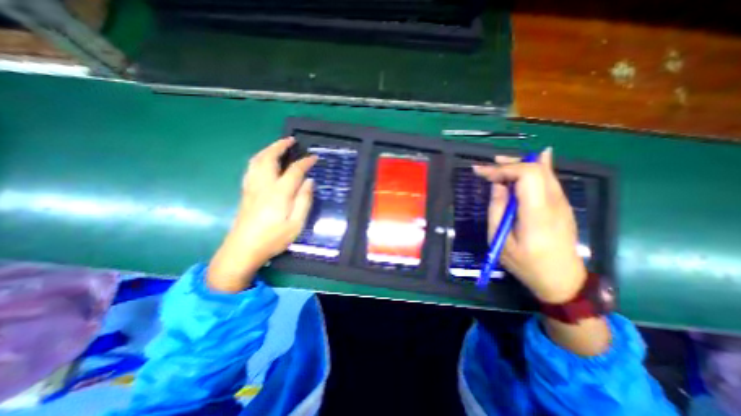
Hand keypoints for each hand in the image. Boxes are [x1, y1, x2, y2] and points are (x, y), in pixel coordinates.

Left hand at [206, 137, 317, 292]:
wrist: (242, 250)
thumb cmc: (273, 239)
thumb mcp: (296, 224)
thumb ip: (304, 201)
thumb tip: (309, 181)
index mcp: (279, 193)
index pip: (294, 170)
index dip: (305, 162)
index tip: (314, 157)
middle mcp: (263, 185)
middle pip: (269, 158)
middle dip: (280, 146)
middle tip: (291, 140)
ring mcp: (251, 187)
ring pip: (257, 160)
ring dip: (268, 149)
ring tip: (277, 146)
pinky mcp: (245, 192)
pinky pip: (251, 168)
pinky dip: (259, 159)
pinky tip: (264, 162)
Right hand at [474, 148, 583, 303]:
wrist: (563, 280)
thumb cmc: (527, 264)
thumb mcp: (501, 240)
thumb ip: (497, 210)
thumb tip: (497, 186)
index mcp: (537, 213)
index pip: (527, 176)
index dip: (503, 169)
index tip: (481, 173)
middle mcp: (554, 203)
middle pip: (536, 169)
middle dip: (509, 163)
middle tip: (487, 167)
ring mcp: (562, 203)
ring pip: (543, 171)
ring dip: (519, 165)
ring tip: (498, 165)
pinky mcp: (562, 205)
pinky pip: (549, 179)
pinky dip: (533, 169)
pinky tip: (526, 163)